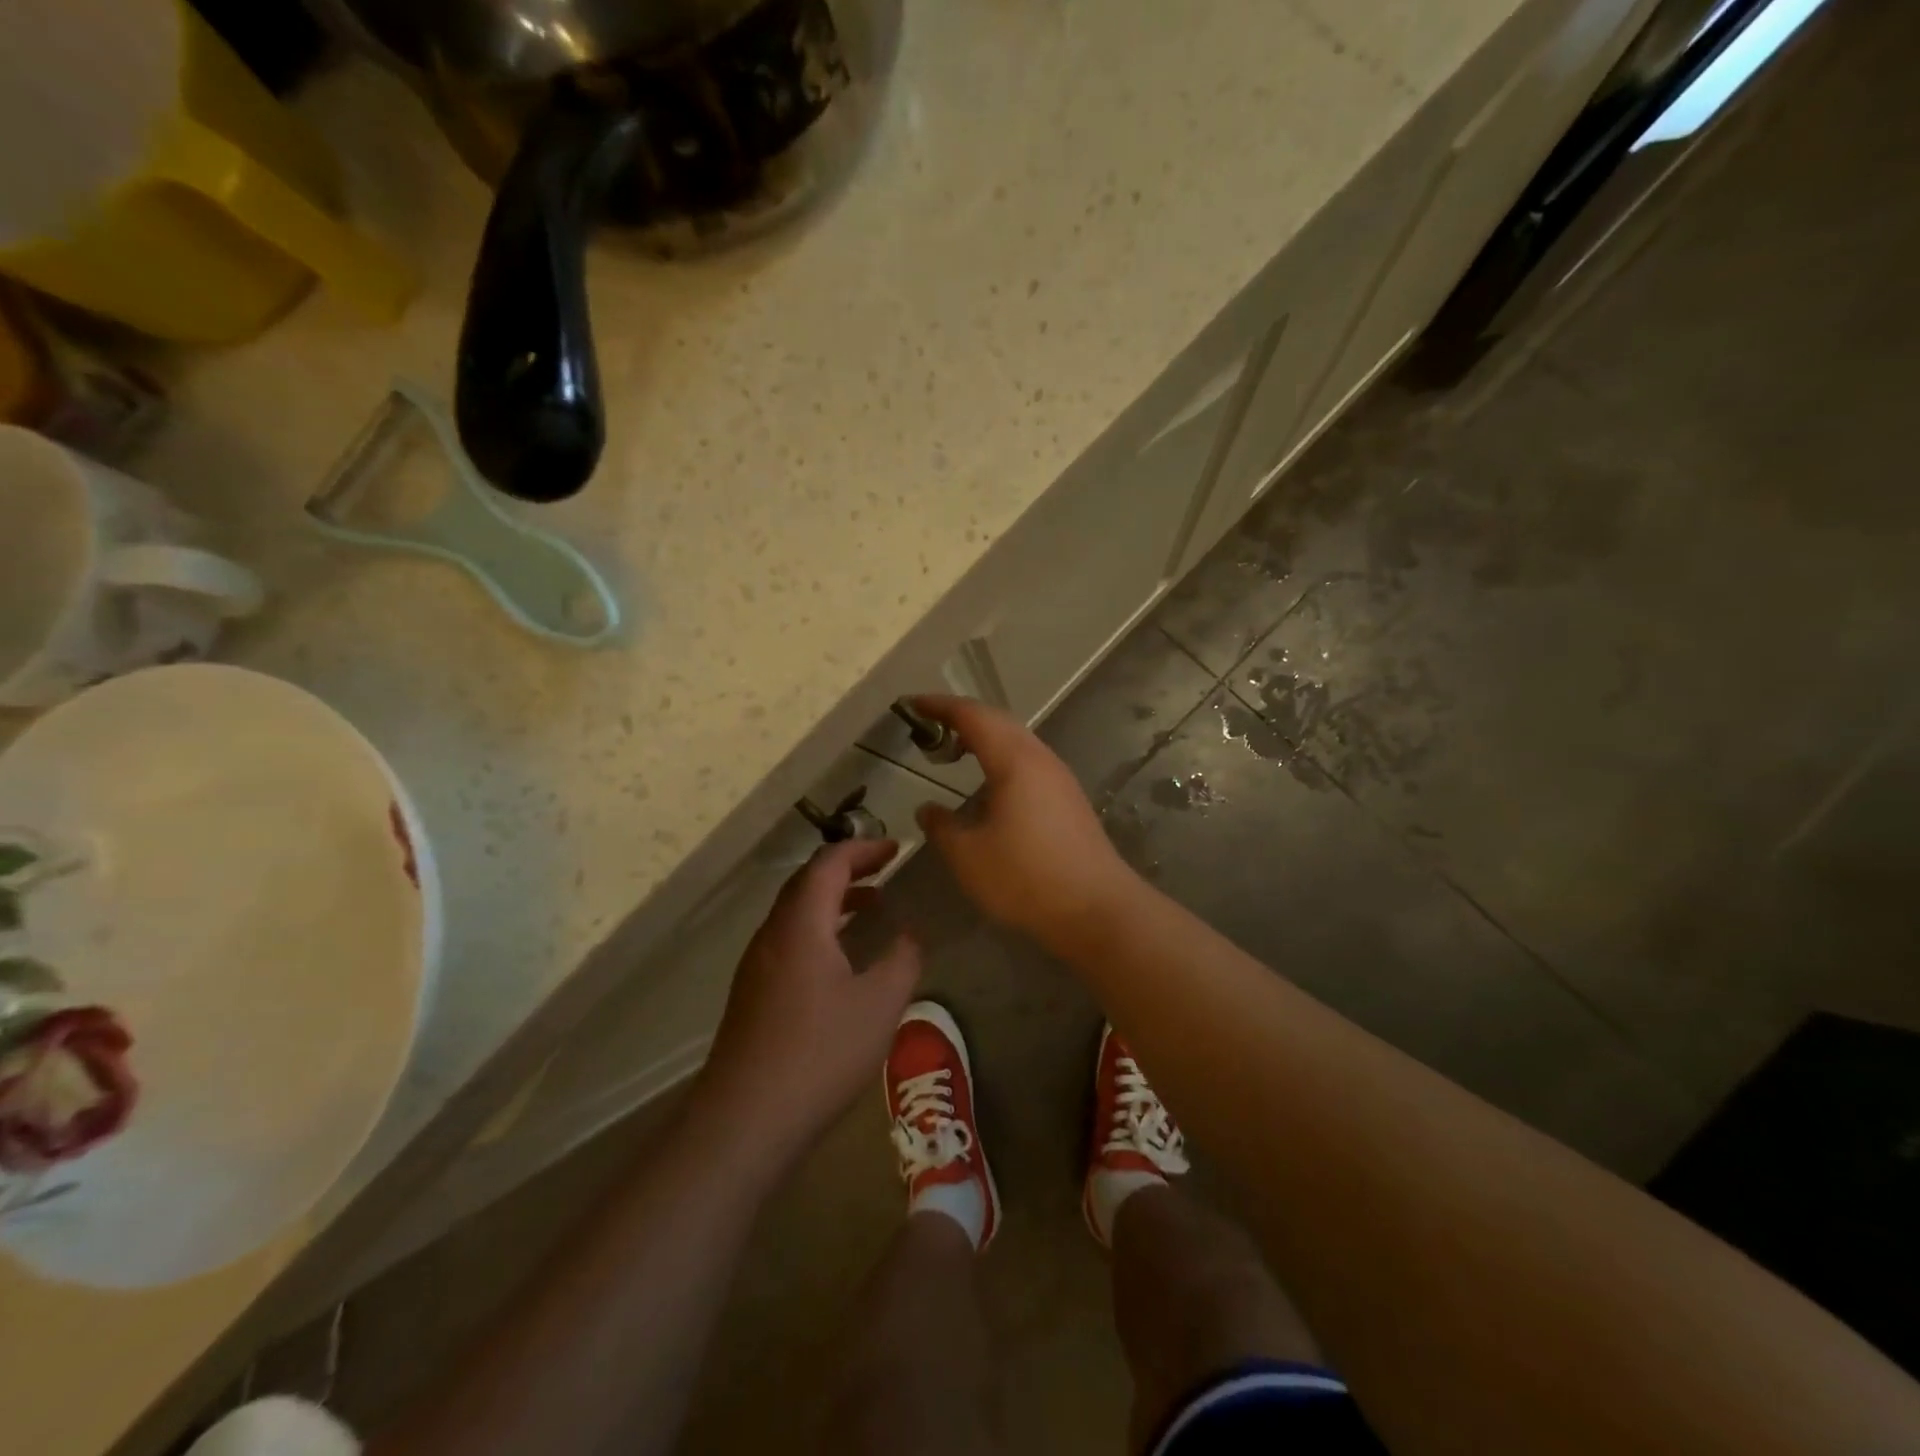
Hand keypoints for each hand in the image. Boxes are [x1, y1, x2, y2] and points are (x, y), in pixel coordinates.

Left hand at [693, 839, 920, 1176]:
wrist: (744, 1121)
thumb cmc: (819, 1054)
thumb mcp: (880, 1005)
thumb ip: (902, 960)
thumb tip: (910, 933)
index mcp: (800, 925)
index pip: (828, 864)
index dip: (863, 849)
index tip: (895, 849)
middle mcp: (772, 935)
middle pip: (807, 882)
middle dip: (847, 868)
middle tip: (884, 869)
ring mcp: (756, 966)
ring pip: (795, 913)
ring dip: (832, 900)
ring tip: (870, 908)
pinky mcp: (752, 995)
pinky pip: (789, 940)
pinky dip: (819, 929)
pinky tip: (841, 961)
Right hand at [910, 695, 1137, 950]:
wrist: (1097, 909)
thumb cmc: (1026, 878)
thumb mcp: (968, 856)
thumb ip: (942, 827)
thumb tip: (928, 810)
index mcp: (1015, 760)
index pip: (972, 716)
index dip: (939, 706)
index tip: (911, 704)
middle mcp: (1041, 759)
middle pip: (998, 721)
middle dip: (962, 717)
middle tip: (928, 726)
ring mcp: (1060, 779)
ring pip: (1017, 741)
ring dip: (984, 738)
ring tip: (953, 751)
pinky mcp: (1069, 800)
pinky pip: (1028, 762)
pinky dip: (1000, 758)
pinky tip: (989, 785)